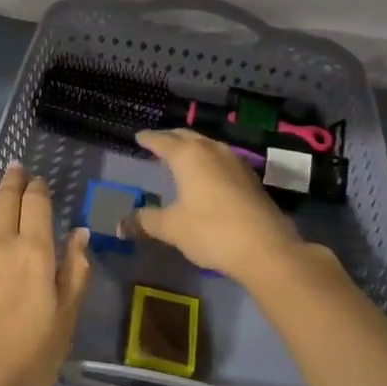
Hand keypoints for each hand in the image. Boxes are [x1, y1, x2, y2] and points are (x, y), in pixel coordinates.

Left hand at [0, 163, 90, 385]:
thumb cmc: (28, 359)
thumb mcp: (66, 320)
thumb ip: (75, 272)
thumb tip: (80, 233)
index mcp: (36, 253)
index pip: (38, 206)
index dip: (38, 189)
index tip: (38, 181)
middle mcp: (1, 242)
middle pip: (7, 200)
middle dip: (12, 180)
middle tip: (14, 166)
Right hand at [133, 129, 307, 282]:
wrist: (267, 249)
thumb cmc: (211, 231)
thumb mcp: (172, 227)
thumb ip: (145, 221)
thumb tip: (120, 225)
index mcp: (188, 156)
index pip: (162, 140)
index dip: (148, 139)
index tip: (138, 136)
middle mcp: (212, 151)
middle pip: (187, 136)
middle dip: (170, 138)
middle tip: (157, 142)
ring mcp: (236, 162)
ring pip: (208, 146)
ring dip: (192, 148)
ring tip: (180, 157)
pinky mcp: (251, 179)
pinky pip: (222, 160)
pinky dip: (208, 161)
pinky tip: (207, 175)